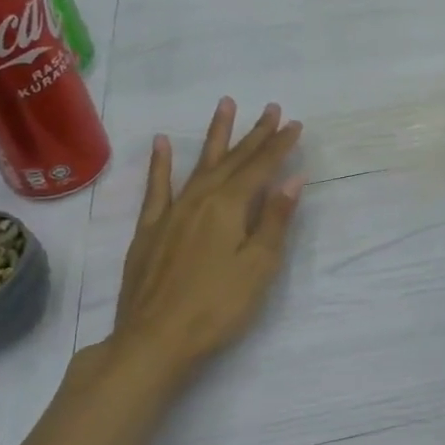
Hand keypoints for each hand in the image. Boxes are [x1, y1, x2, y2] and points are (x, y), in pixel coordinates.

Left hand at [104, 97, 304, 372]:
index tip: (295, 124)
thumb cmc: (217, 306)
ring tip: (225, 105)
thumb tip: (292, 180)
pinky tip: (162, 143)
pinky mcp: (150, 230)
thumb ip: (275, 220)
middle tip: (271, 109)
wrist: (154, 339)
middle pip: (233, 160)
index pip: (261, 168)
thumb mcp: (258, 266)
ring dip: (216, 135)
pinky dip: (161, 163)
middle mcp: (200, 199)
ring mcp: (171, 212)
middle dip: (255, 134)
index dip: (279, 146)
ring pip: (199, 165)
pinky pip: (156, 188)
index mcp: (229, 207)